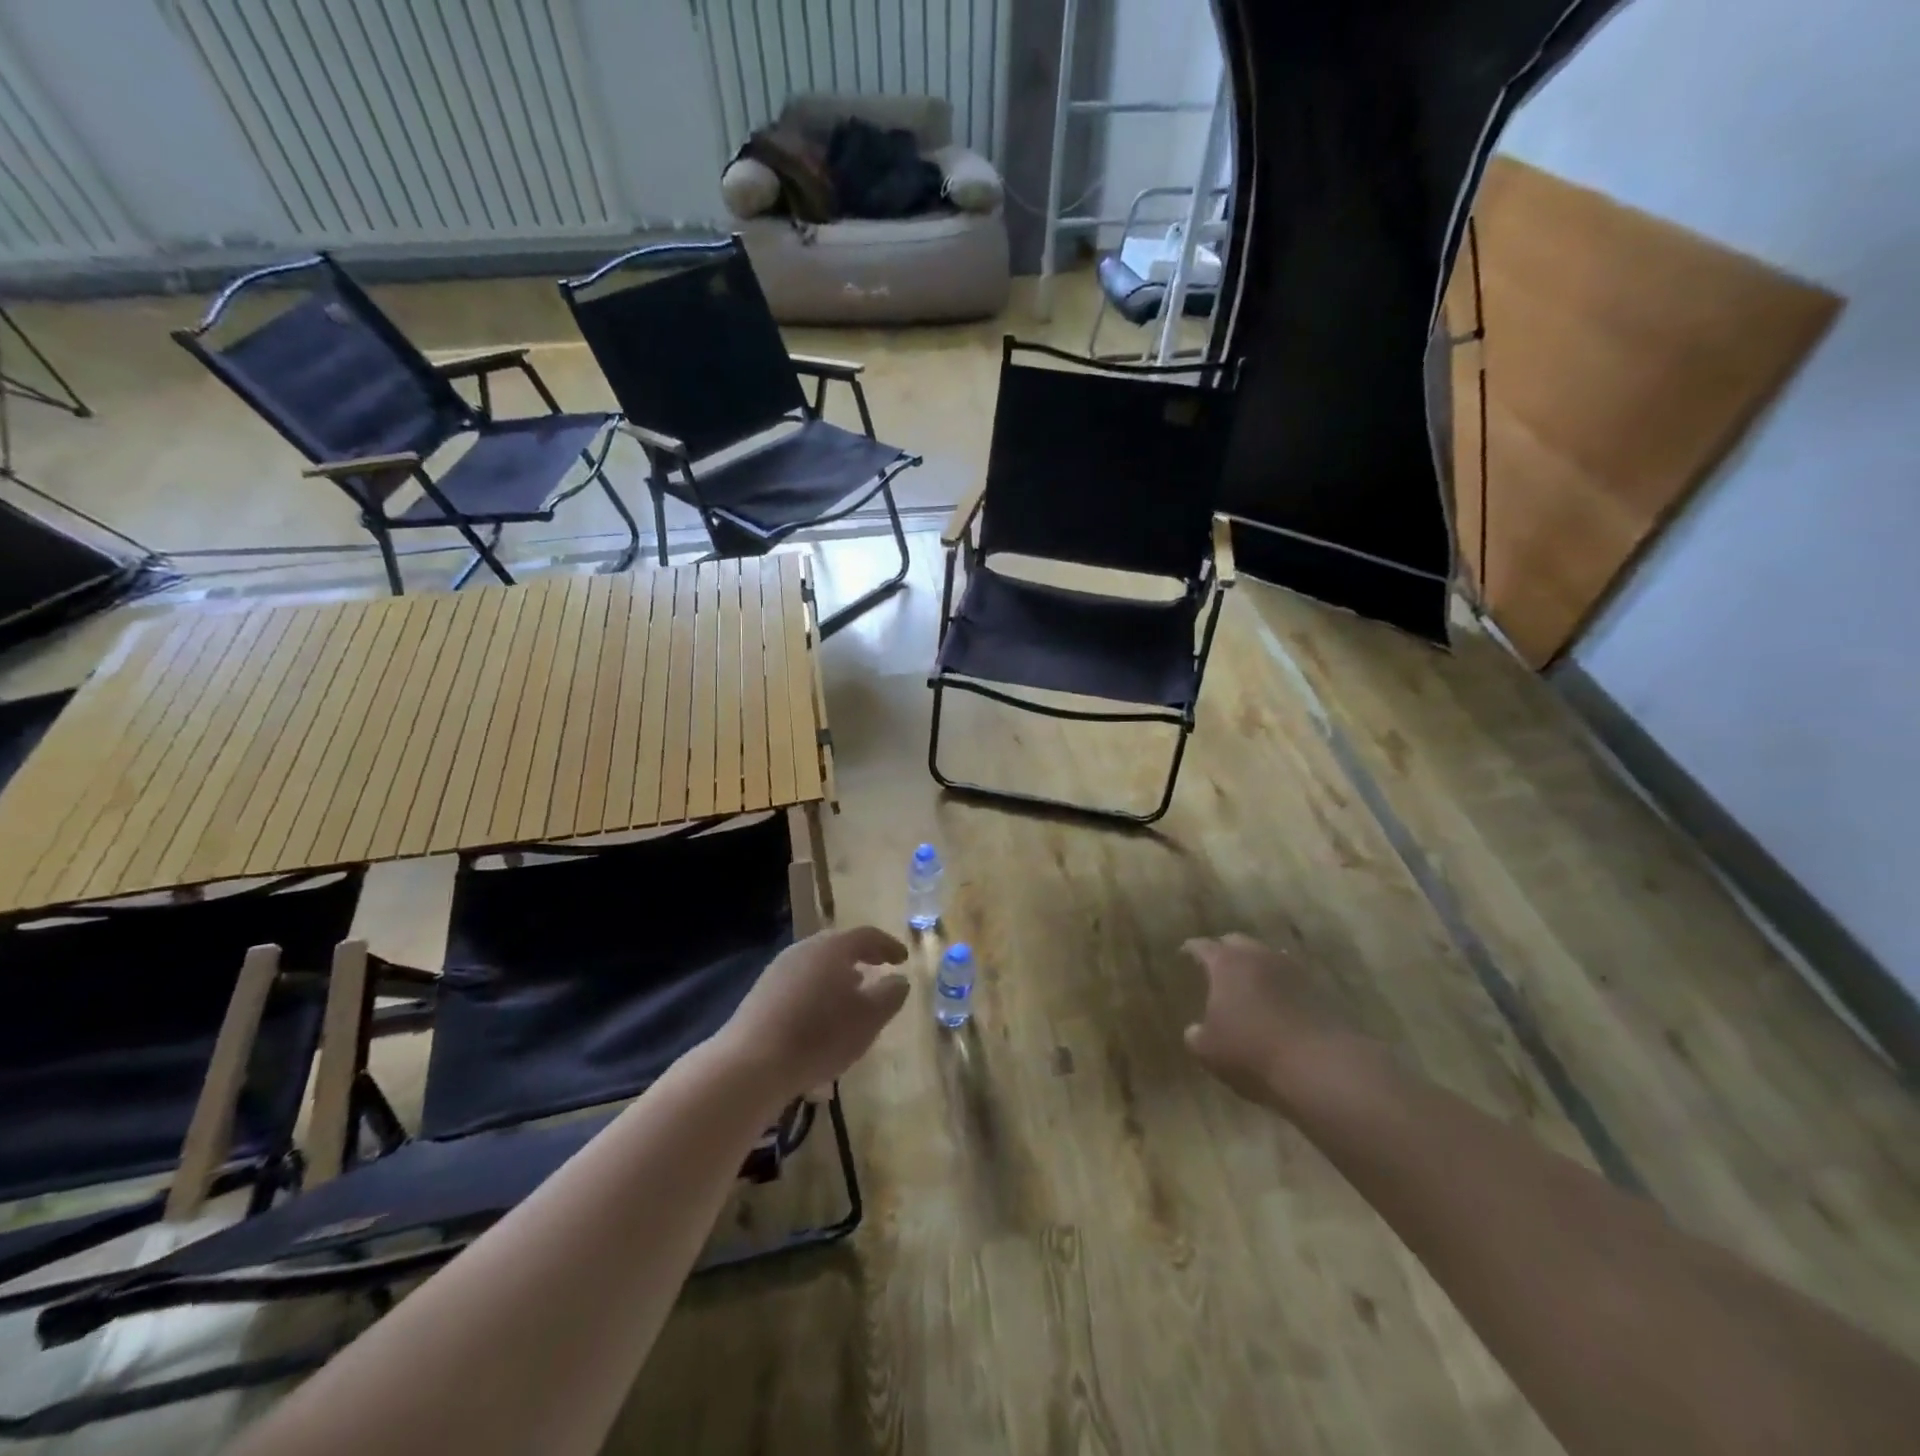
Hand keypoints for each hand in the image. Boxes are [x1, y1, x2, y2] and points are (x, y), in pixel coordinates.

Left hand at [716, 926, 909, 1101]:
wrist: (751, 1064)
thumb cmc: (820, 1035)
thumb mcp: (869, 1018)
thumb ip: (890, 995)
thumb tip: (899, 979)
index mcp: (833, 947)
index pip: (868, 936)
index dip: (888, 946)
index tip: (903, 959)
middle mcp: (805, 949)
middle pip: (839, 945)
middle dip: (862, 956)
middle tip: (879, 969)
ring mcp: (779, 969)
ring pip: (817, 964)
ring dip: (838, 975)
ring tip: (852, 995)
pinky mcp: (762, 992)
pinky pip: (800, 982)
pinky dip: (818, 990)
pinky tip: (821, 1015)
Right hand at [1183, 934, 1368, 1110]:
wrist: (1320, 1065)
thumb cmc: (1251, 1050)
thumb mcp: (1208, 1050)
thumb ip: (1196, 1035)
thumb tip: (1195, 1030)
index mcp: (1226, 963)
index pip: (1202, 945)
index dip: (1191, 949)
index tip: (1184, 953)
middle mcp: (1258, 956)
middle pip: (1237, 942)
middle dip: (1225, 950)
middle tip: (1217, 965)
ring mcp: (1292, 970)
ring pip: (1268, 957)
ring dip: (1257, 967)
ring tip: (1250, 984)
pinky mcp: (1319, 989)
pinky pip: (1292, 979)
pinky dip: (1281, 986)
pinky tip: (1278, 1004)